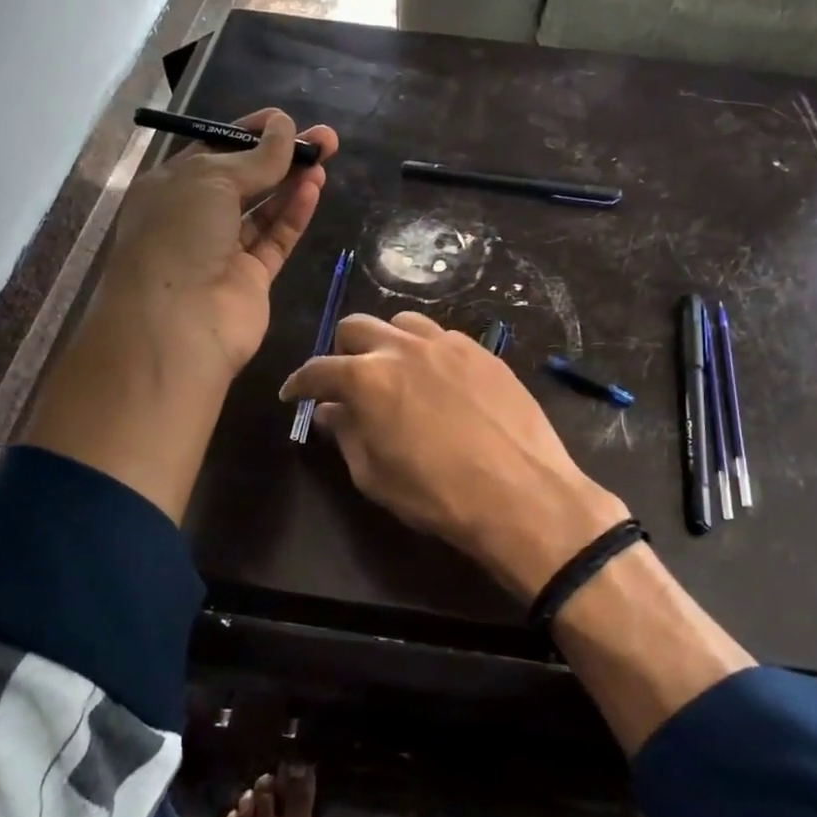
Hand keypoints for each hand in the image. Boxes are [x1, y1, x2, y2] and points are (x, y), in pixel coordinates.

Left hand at [95, 108, 339, 382]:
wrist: (177, 321)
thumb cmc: (179, 234)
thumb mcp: (212, 178)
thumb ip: (256, 156)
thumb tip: (284, 125)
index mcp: (172, 186)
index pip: (215, 149)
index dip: (250, 132)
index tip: (285, 120)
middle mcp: (196, 216)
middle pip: (246, 178)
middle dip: (282, 156)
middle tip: (325, 139)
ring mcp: (224, 250)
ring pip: (264, 209)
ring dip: (293, 183)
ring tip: (326, 159)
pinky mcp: (251, 278)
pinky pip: (276, 239)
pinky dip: (294, 214)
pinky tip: (313, 188)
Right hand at [279, 311, 627, 599]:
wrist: (522, 492)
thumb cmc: (437, 493)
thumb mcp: (375, 475)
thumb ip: (347, 434)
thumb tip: (332, 411)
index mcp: (367, 377)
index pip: (318, 369)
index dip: (300, 383)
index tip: (294, 394)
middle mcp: (404, 347)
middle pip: (356, 327)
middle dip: (342, 352)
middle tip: (347, 383)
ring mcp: (448, 343)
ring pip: (402, 322)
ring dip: (387, 343)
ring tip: (395, 373)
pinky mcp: (483, 350)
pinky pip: (443, 337)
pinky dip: (427, 351)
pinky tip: (438, 380)